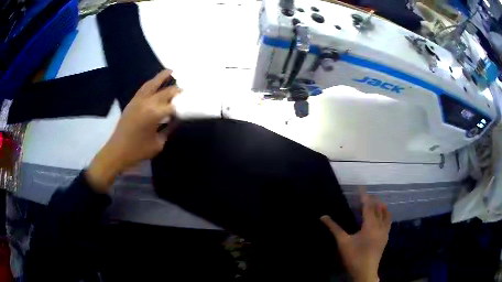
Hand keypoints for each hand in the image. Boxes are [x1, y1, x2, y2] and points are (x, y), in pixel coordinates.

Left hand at [86, 70, 180, 192]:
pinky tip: (156, 82)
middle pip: (165, 92)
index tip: (191, 106)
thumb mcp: (158, 143)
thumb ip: (169, 129)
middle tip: (186, 90)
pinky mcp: (132, 102)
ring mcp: (138, 100)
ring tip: (171, 71)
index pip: (174, 105)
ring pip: (152, 84)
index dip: (183, 106)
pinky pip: (143, 88)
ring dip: (162, 77)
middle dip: (176, 91)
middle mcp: (147, 102)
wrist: (117, 151)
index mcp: (154, 114)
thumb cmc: (138, 150)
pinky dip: (151, 83)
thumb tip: (177, 120)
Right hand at [321, 188, 390, 281]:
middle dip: (373, 200)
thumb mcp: (342, 242)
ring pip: (386, 214)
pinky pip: (388, 221)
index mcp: (370, 226)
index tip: (361, 187)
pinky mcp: (386, 237)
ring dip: (381, 207)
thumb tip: (323, 217)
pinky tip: (381, 217)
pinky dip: (385, 215)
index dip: (364, 196)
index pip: (368, 206)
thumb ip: (334, 228)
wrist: (365, 271)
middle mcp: (380, 226)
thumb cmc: (354, 256)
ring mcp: (385, 232)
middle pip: (378, 208)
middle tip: (366, 195)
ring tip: (375, 202)